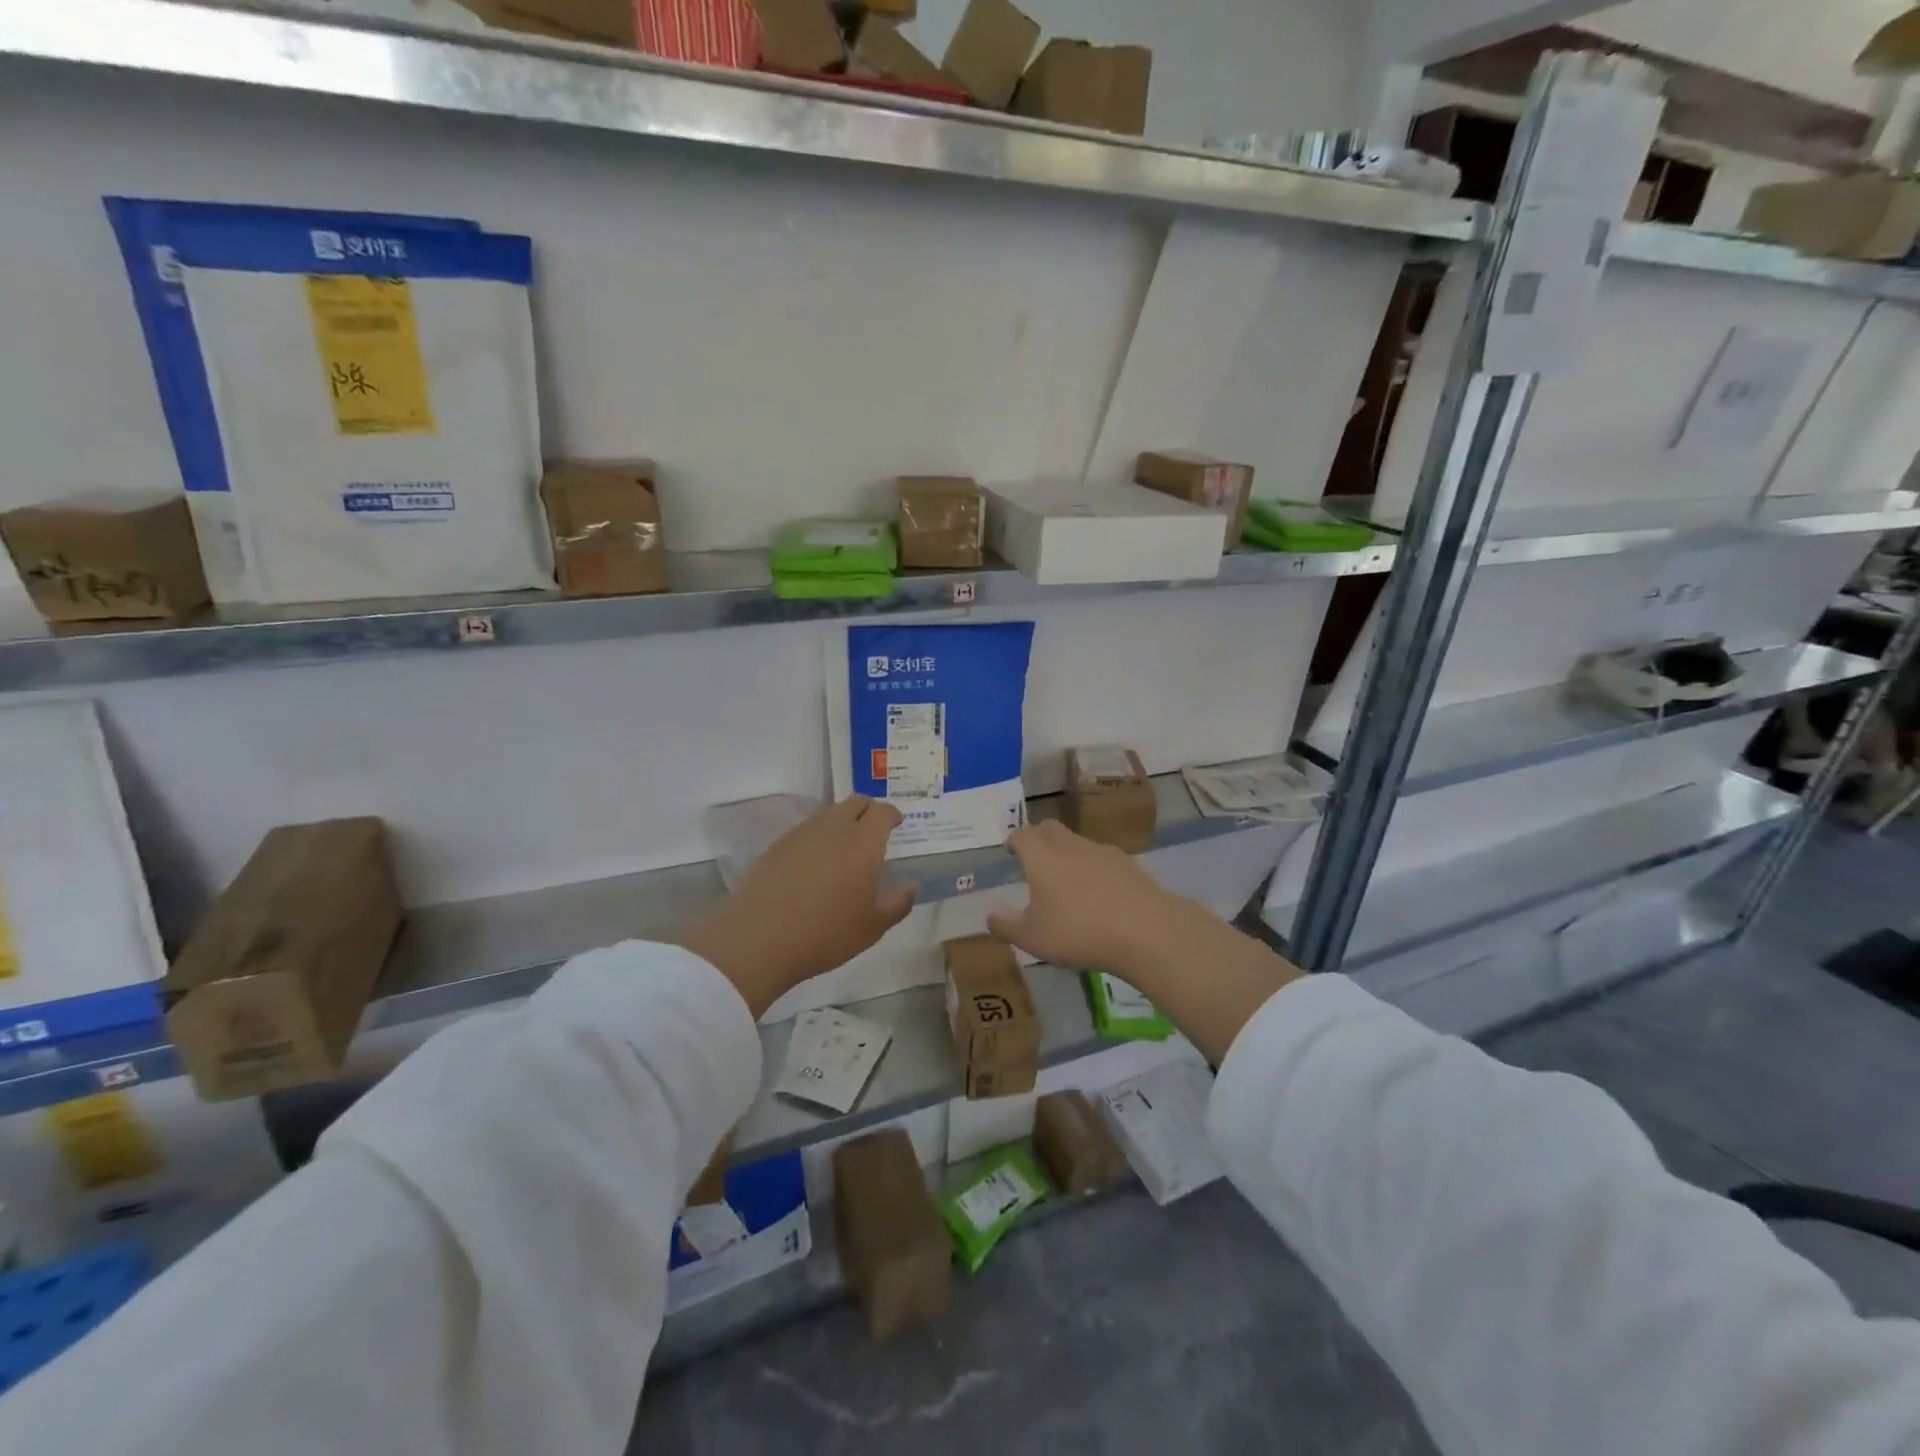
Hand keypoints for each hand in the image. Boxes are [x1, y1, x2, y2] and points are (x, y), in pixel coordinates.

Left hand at [680, 796, 916, 1016]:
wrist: (759, 938)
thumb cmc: (825, 933)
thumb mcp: (872, 927)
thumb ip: (898, 902)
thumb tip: (911, 884)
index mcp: (863, 842)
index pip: (882, 811)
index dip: (891, 814)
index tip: (896, 824)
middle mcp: (834, 828)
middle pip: (855, 802)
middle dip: (868, 810)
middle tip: (874, 830)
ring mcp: (802, 833)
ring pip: (828, 814)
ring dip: (842, 821)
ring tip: (845, 846)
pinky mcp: (777, 845)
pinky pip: (806, 829)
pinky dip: (818, 836)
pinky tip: (815, 861)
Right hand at [986, 820, 1199, 981]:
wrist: (1145, 930)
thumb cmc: (1078, 931)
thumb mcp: (1032, 938)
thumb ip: (1006, 925)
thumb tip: (990, 915)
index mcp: (1041, 856)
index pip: (1022, 835)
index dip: (1013, 841)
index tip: (1010, 850)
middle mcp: (1070, 844)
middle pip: (1050, 829)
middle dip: (1038, 838)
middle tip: (1033, 856)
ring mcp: (1102, 851)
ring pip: (1077, 842)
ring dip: (1066, 853)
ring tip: (1065, 879)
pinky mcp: (1128, 864)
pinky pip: (1101, 858)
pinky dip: (1092, 868)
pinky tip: (1097, 892)